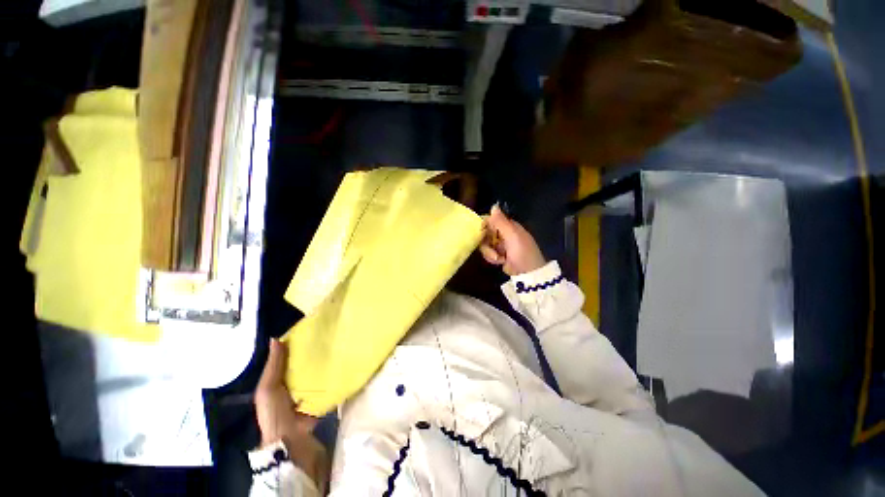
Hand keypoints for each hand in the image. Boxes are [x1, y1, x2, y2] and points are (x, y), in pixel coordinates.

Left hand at [255, 339, 327, 486]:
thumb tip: (276, 339)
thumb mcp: (268, 388)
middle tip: (330, 340)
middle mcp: (294, 389)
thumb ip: (274, 366)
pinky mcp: (320, 404)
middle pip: (305, 369)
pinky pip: (328, 389)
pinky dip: (334, 381)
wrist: (290, 441)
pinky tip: (343, 368)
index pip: (289, 362)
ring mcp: (308, 398)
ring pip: (317, 378)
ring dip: (325, 368)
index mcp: (279, 384)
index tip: (312, 333)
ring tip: (339, 350)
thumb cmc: (275, 412)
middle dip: (315, 357)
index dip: (297, 349)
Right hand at [479, 204, 545, 275]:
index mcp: (509, 226)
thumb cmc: (522, 252)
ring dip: (489, 252)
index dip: (484, 225)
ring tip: (498, 258)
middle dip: (486, 243)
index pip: (491, 220)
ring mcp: (500, 245)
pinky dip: (492, 258)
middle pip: (485, 233)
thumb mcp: (512, 235)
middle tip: (492, 250)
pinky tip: (500, 262)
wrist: (528, 273)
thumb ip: (501, 222)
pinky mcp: (498, 255)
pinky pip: (488, 253)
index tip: (481, 233)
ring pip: (485, 244)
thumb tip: (493, 206)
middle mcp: (503, 233)